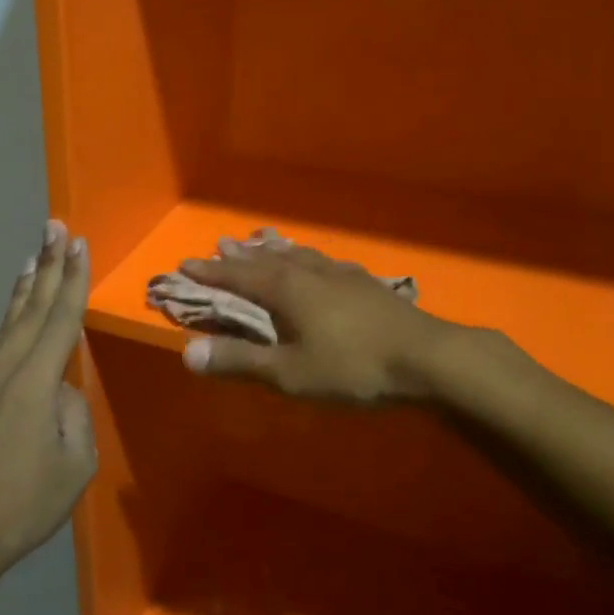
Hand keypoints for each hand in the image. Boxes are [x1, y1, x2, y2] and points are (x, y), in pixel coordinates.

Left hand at [0, 220, 95, 582]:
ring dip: (23, 288)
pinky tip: (12, 317)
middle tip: (55, 227)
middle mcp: (1, 369)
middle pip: (30, 307)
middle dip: (46, 264)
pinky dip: (6, 322)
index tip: (78, 244)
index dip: (72, 280)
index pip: (60, 319)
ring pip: (5, 323)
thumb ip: (73, 414)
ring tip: (34, 258)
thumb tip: (60, 391)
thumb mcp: (75, 465)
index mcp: (34, 384)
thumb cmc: (23, 505)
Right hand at [177, 234, 455, 403]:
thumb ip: (240, 362)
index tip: (186, 263)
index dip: (211, 272)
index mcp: (287, 290)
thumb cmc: (353, 367)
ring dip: (275, 250)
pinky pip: (324, 262)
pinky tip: (318, 263)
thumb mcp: (290, 373)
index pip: (239, 276)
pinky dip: (306, 258)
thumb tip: (186, 353)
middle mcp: (311, 273)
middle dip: (241, 255)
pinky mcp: (367, 284)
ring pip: (299, 255)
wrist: (427, 358)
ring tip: (263, 242)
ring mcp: (342, 275)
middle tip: (221, 243)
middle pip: (268, 258)